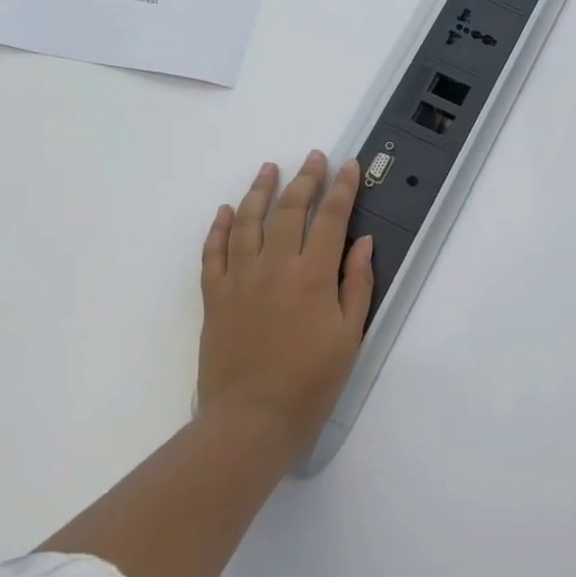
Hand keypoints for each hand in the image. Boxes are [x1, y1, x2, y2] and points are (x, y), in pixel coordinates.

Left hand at [197, 152, 374, 457]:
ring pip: (248, 222)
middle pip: (289, 211)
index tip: (348, 166)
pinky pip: (213, 253)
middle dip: (304, 179)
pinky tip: (227, 210)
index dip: (341, 189)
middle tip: (313, 158)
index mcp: (313, 276)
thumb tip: (362, 243)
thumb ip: (357, 284)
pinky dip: (220, 228)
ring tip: (268, 169)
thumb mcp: (350, 336)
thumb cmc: (311, 382)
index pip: (330, 219)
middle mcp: (275, 267)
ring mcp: (240, 279)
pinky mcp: (214, 297)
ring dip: (260, 191)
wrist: (251, 419)